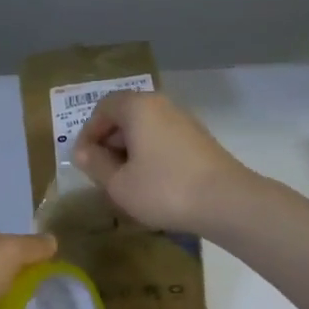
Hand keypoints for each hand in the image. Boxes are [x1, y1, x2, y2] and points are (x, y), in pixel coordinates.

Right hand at [71, 91, 251, 232]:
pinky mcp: (200, 141)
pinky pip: (164, 141)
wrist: (226, 202)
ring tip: (125, 183)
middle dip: (108, 143)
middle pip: (125, 116)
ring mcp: (185, 122)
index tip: (82, 162)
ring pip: (146, 131)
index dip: (87, 133)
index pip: (103, 108)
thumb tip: (82, 152)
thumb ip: (95, 165)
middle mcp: (162, 105)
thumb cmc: (163, 189)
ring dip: (130, 152)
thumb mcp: (119, 184)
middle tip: (101, 173)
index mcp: (138, 107)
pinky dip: (150, 157)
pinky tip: (151, 185)